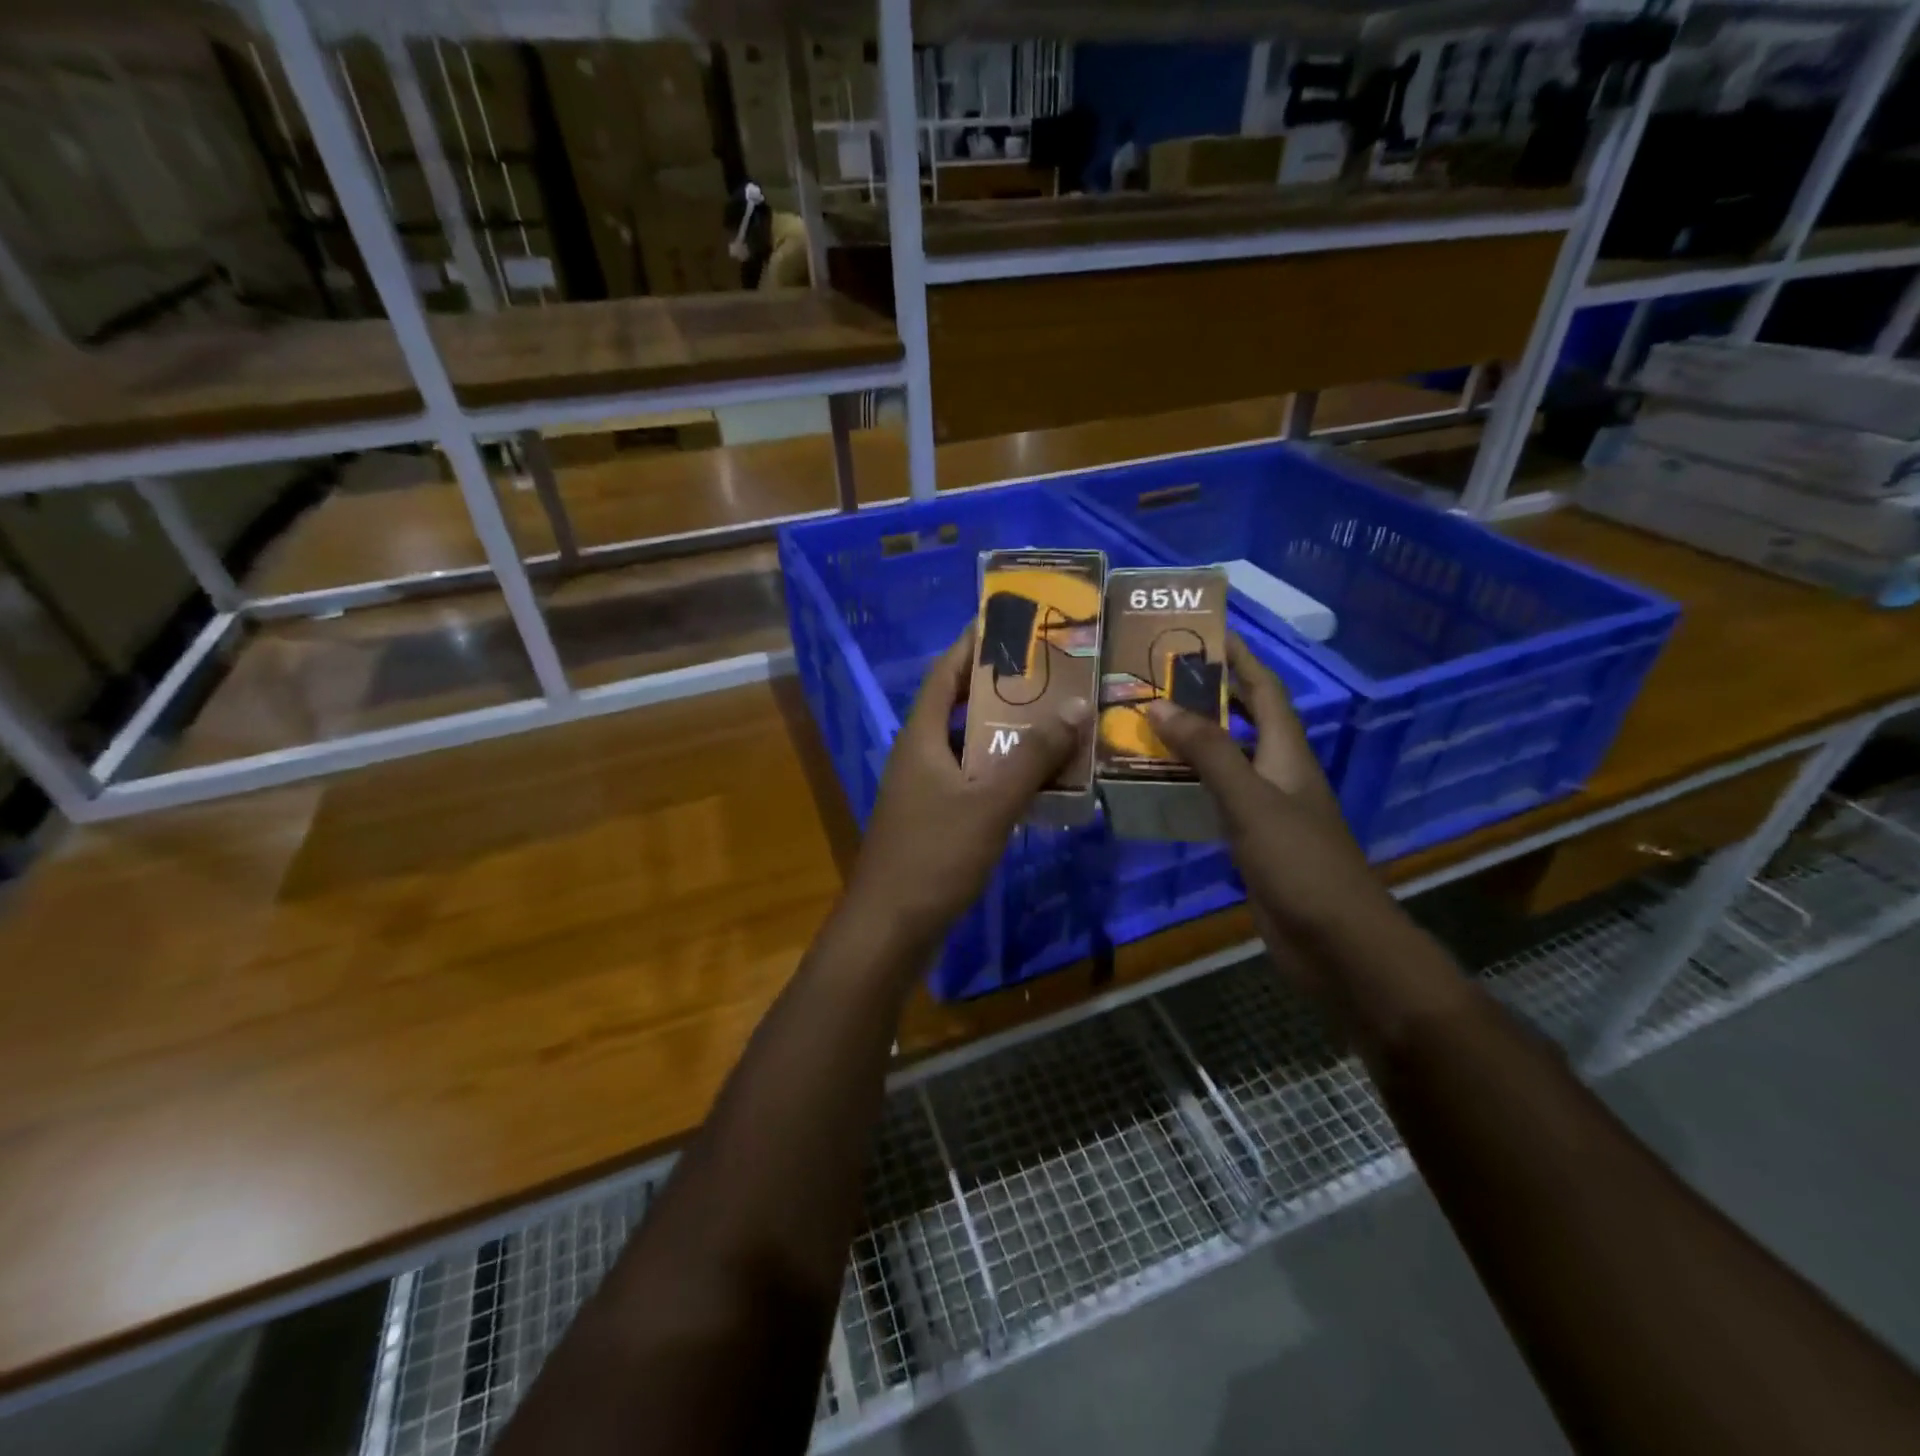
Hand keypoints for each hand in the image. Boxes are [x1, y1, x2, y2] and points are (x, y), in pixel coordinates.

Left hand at [845, 626, 1090, 953]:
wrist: (891, 928)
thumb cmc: (934, 855)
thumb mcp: (990, 802)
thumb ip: (1033, 755)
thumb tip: (1074, 704)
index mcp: (922, 737)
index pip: (946, 674)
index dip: (973, 644)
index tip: (1010, 621)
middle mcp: (921, 755)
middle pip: (962, 707)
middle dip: (1003, 688)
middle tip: (1052, 672)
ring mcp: (926, 790)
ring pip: (973, 748)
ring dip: (1010, 734)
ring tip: (1058, 718)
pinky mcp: (937, 819)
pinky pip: (976, 781)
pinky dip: (1006, 774)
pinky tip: (1042, 779)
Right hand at [1145, 636, 1387, 966]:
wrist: (1335, 942)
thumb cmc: (1299, 862)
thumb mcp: (1249, 799)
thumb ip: (1207, 752)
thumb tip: (1160, 704)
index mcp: (1287, 753)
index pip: (1264, 690)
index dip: (1240, 658)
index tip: (1206, 632)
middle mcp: (1279, 773)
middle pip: (1244, 720)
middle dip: (1210, 695)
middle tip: (1159, 678)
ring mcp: (1268, 810)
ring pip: (1227, 760)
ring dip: (1193, 741)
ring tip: (1146, 723)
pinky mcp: (1253, 843)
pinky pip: (1217, 799)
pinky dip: (1191, 784)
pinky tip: (1159, 785)